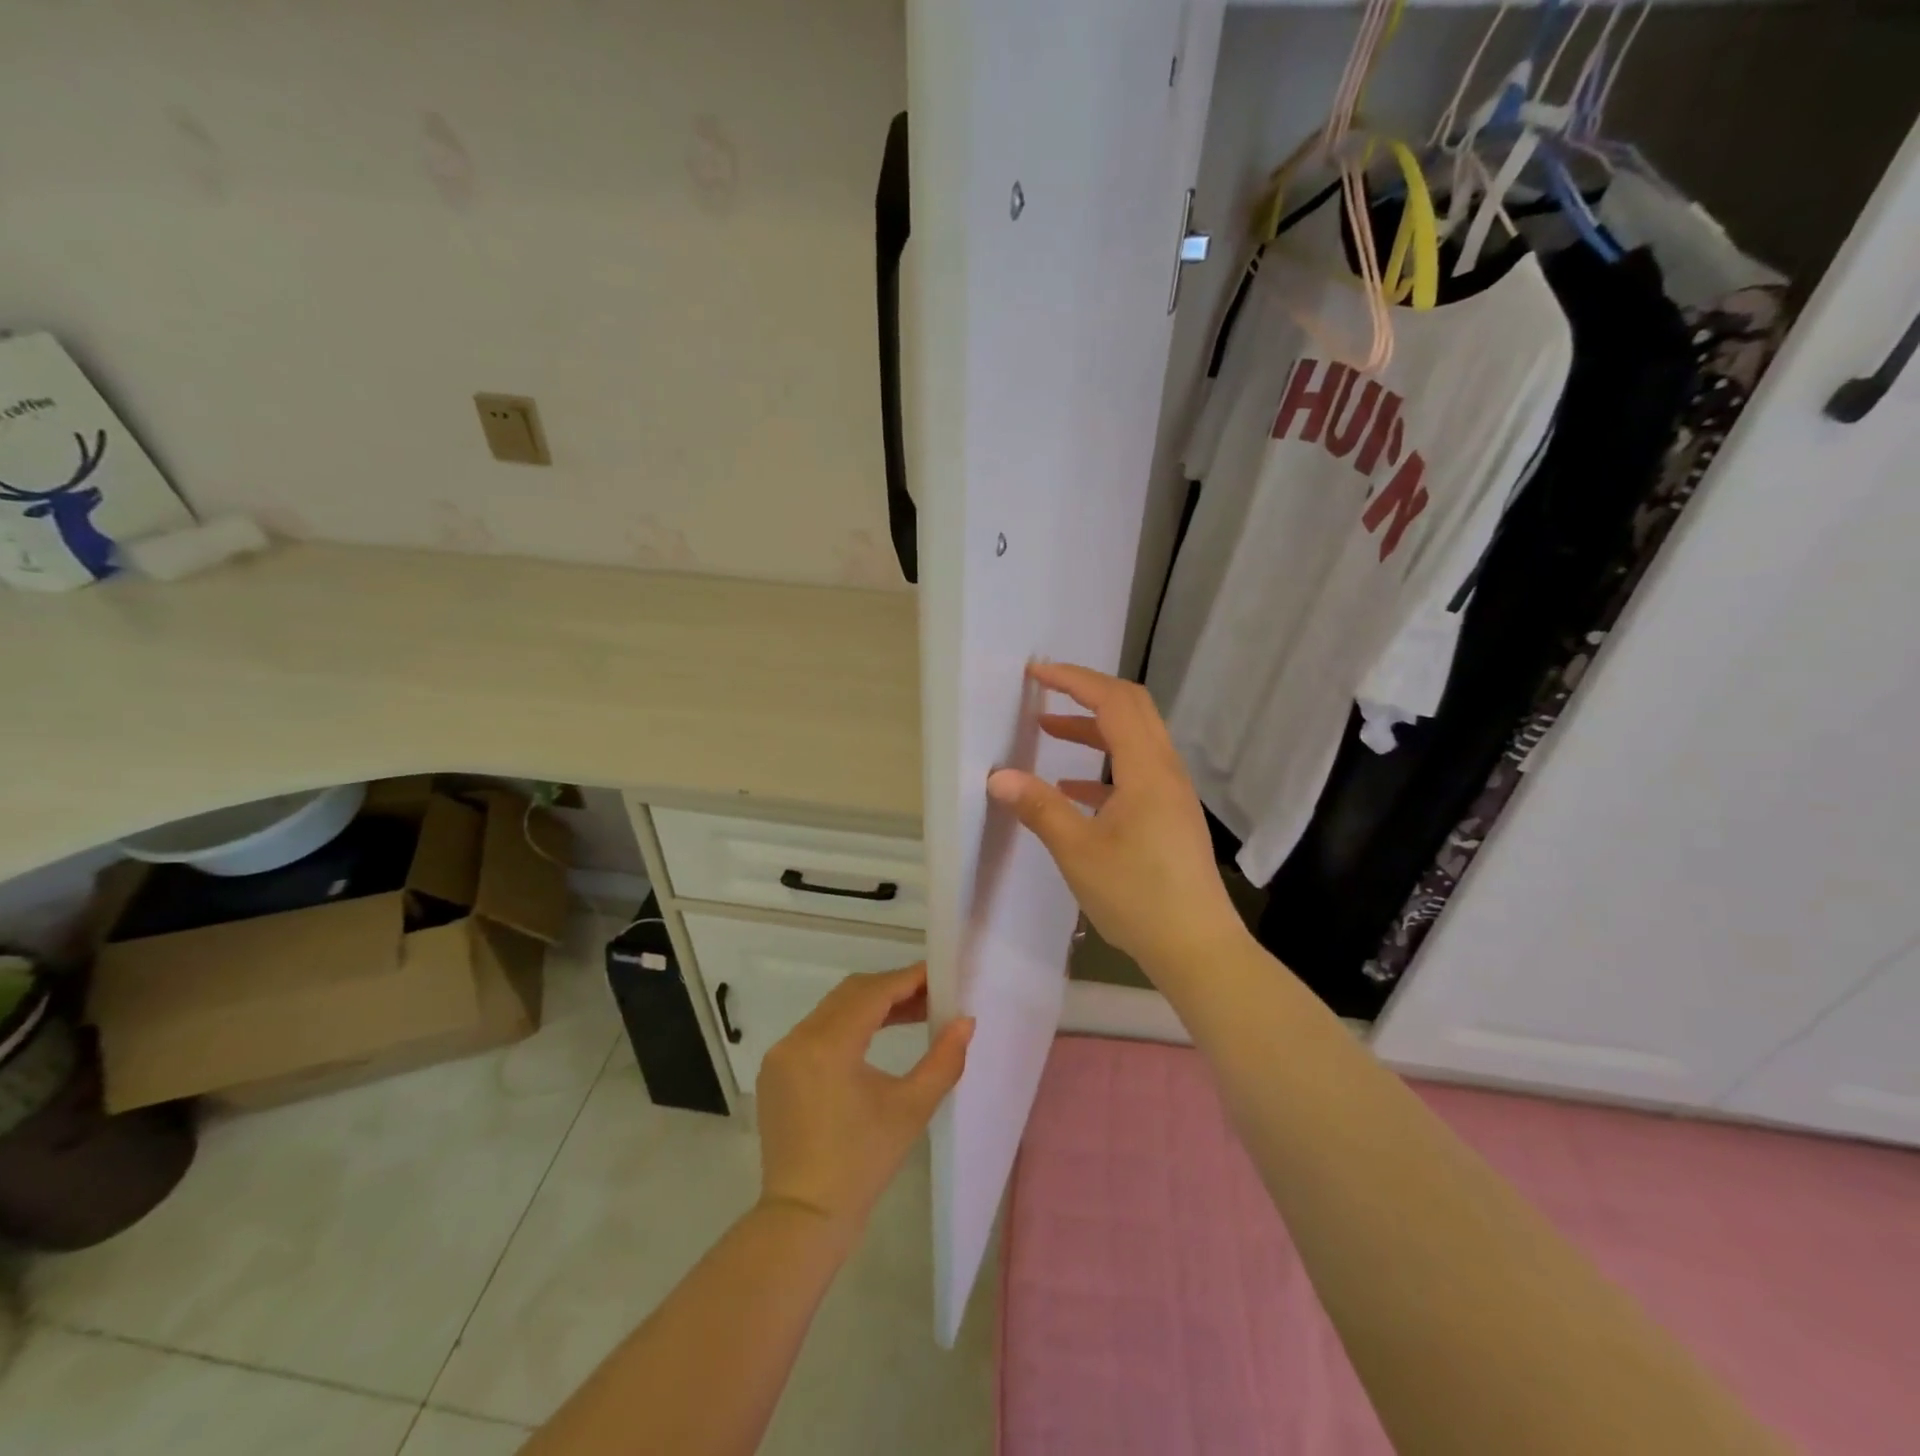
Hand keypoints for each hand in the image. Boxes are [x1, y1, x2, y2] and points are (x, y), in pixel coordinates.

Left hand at [756, 964, 972, 1247]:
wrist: (804, 1218)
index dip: (908, 979)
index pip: (873, 992)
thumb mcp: (911, 1109)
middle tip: (931, 996)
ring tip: (912, 1014)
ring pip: (832, 1009)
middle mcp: (798, 1038)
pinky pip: (816, 1030)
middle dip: (892, 989)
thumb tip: (966, 1021)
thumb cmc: (862, 1164)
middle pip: (851, 993)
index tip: (939, 975)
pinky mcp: (776, 1070)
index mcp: (828, 1045)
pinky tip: (874, 1037)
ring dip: (870, 1005)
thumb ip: (944, 1060)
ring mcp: (782, 1054)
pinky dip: (847, 1025)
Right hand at [987, 661, 1247, 983]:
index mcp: (1147, 769)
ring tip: (1048, 733)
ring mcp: (1172, 795)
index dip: (1074, 680)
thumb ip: (1039, 808)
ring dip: (1092, 731)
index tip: (1036, 673)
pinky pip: (1135, 774)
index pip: (1113, 701)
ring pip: (1133, 742)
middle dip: (1086, 695)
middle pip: (1131, 710)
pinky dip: (1102, 768)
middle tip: (1044, 693)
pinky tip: (1073, 790)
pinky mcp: (1170, 817)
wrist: (1197, 948)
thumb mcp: (1078, 851)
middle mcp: (1166, 771)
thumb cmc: (1137, 896)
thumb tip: (998, 776)